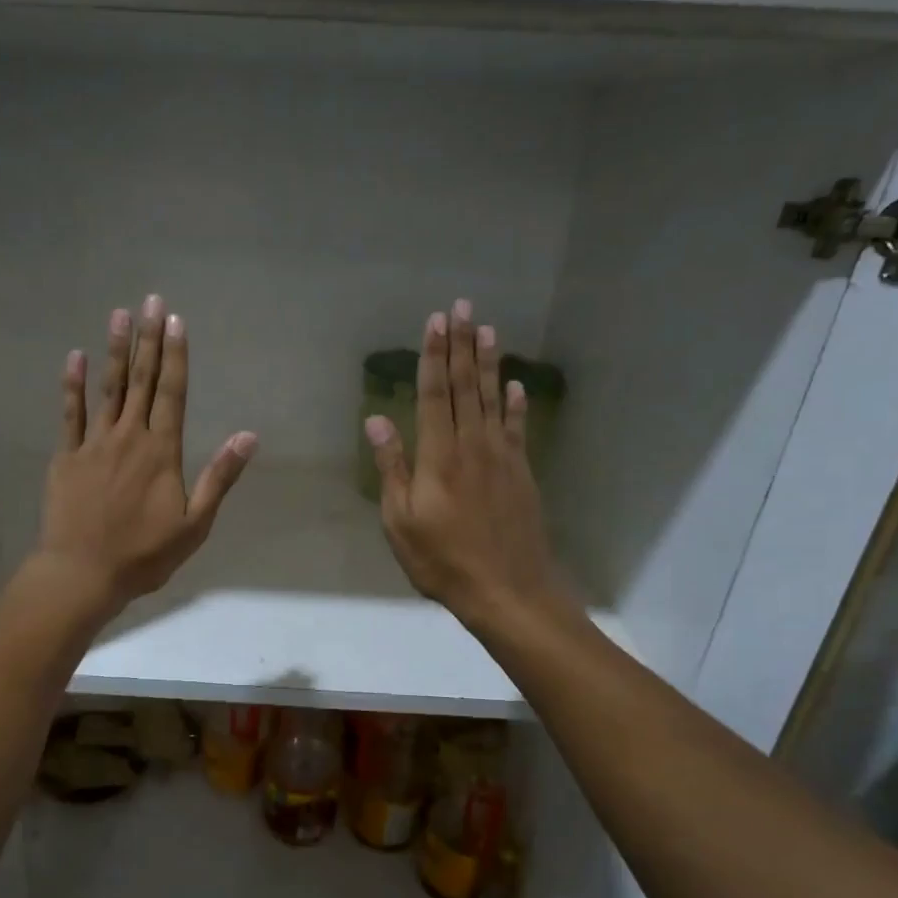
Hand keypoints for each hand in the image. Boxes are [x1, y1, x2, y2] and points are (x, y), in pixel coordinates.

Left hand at [35, 294, 255, 616]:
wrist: (83, 573)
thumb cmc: (144, 554)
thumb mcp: (194, 524)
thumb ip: (219, 477)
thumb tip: (248, 436)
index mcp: (161, 451)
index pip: (172, 393)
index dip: (175, 355)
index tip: (176, 321)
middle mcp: (129, 437)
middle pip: (141, 381)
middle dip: (149, 339)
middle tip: (152, 301)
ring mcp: (94, 444)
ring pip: (108, 388)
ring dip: (116, 351)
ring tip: (120, 315)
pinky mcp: (66, 457)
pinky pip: (70, 414)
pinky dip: (72, 385)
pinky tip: (76, 358)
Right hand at [366, 299, 575, 634]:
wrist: (508, 591)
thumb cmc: (443, 560)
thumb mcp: (401, 521)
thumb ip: (392, 468)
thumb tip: (376, 421)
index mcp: (439, 456)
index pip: (436, 394)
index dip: (434, 356)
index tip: (436, 322)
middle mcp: (473, 445)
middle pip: (466, 386)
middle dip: (462, 345)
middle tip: (462, 307)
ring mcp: (502, 457)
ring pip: (493, 399)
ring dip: (489, 363)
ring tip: (487, 329)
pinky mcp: (521, 473)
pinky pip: (518, 428)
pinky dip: (516, 404)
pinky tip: (515, 386)